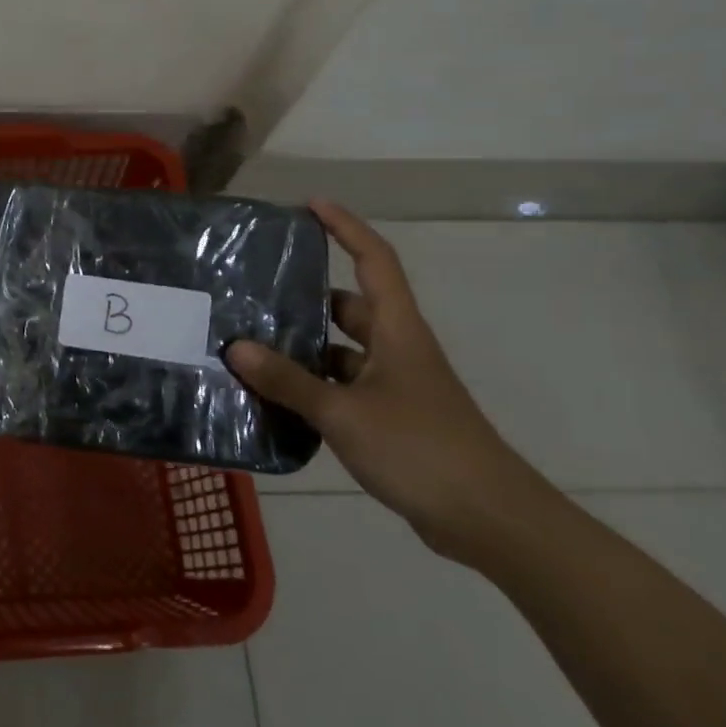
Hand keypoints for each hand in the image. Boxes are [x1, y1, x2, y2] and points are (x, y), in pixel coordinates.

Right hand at [227, 200, 548, 563]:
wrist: (489, 520)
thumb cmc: (420, 449)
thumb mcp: (344, 412)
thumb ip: (288, 380)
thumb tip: (236, 348)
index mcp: (397, 331)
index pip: (374, 261)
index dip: (346, 228)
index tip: (310, 206)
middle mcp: (397, 349)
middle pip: (350, 305)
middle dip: (306, 295)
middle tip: (255, 289)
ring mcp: (395, 385)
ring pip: (341, 350)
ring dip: (303, 346)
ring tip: (250, 342)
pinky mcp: (389, 418)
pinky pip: (341, 386)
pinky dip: (311, 385)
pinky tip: (274, 395)